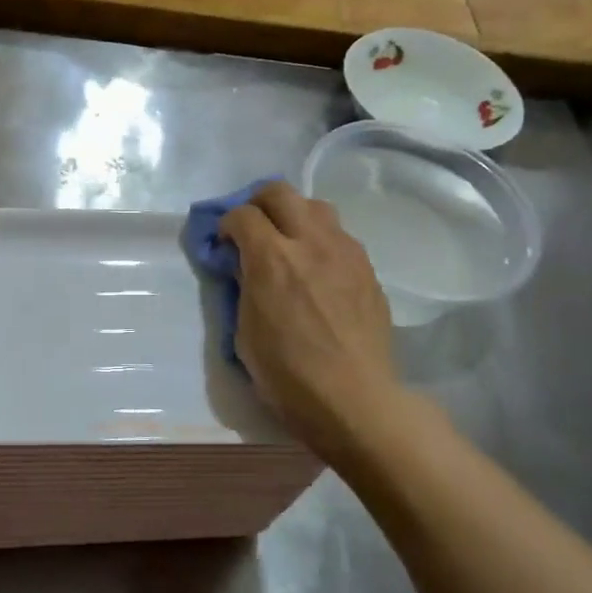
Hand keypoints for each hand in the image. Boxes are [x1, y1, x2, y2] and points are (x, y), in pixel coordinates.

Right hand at [219, 183, 404, 458]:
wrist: (353, 400)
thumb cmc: (287, 374)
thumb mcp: (244, 329)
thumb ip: (243, 285)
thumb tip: (245, 266)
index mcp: (271, 259)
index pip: (242, 214)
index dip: (226, 225)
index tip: (224, 244)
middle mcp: (310, 243)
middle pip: (280, 192)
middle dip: (258, 202)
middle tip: (252, 228)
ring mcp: (345, 253)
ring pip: (317, 207)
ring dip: (295, 216)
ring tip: (289, 243)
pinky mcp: (367, 270)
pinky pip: (340, 237)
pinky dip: (321, 241)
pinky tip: (317, 270)